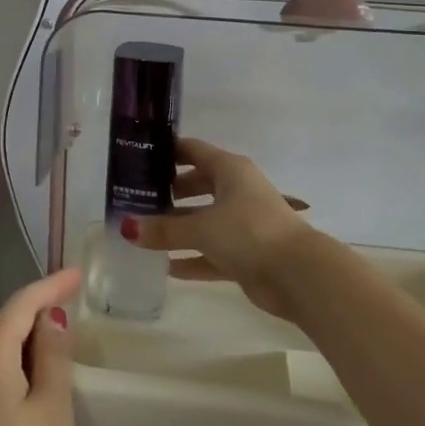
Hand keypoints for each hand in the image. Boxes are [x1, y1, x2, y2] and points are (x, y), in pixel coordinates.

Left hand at [0, 268, 82, 425]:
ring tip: (66, 325)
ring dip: (32, 334)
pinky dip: (25, 360)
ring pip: (4, 349)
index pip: (20, 306)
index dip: (49, 286)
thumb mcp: (53, 409)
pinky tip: (45, 369)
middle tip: (76, 294)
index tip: (79, 273)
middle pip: (7, 324)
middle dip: (40, 305)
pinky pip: (2, 373)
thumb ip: (53, 356)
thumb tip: (51, 317)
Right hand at [130, 137, 316, 320]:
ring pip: (203, 221)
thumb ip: (164, 229)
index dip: (167, 153)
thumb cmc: (248, 232)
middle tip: (136, 200)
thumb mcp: (201, 228)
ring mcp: (243, 223)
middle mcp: (237, 191)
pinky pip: (212, 252)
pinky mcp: (246, 254)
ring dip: (178, 228)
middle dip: (169, 193)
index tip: (138, 159)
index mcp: (230, 170)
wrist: (297, 274)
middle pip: (197, 185)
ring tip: (144, 234)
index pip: (193, 151)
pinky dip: (192, 258)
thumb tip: (127, 228)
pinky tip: (166, 267)